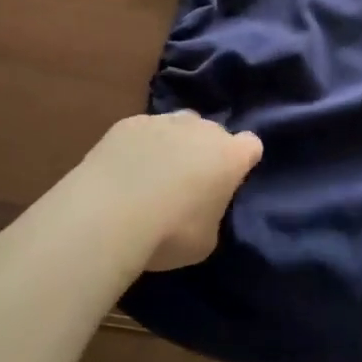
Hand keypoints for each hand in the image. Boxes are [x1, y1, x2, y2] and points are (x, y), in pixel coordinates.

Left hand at [69, 111, 262, 271]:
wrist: (109, 215)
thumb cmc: (169, 233)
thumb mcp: (206, 240)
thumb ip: (212, 215)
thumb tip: (201, 208)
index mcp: (230, 155)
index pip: (252, 145)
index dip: (242, 162)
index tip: (228, 181)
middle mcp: (202, 128)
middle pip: (213, 132)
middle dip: (206, 152)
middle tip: (189, 184)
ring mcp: (164, 120)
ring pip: (179, 125)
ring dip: (174, 144)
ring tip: (153, 175)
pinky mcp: (129, 123)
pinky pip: (143, 131)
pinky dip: (139, 146)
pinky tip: (123, 171)